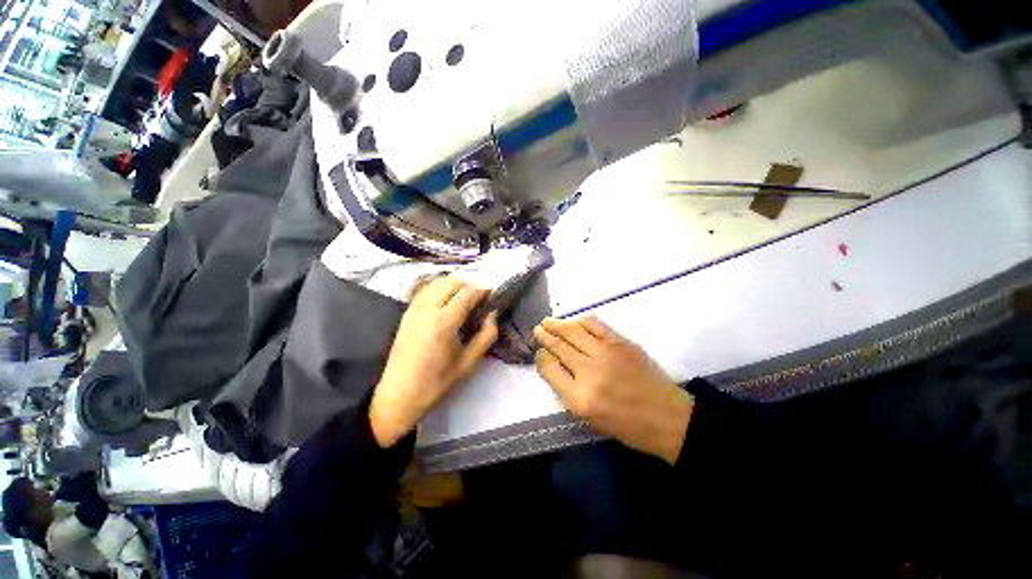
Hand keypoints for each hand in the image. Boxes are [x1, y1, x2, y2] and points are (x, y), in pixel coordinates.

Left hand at [370, 277, 498, 447]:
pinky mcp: (406, 312)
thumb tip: (493, 314)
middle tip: (480, 297)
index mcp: (444, 323)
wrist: (399, 395)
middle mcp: (427, 309)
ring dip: (454, 284)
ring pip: (437, 282)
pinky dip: (440, 287)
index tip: (493, 293)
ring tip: (466, 297)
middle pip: (451, 281)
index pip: (467, 293)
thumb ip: (486, 335)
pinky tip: (447, 299)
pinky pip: (426, 290)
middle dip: (469, 284)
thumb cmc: (437, 382)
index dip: (482, 289)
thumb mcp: (469, 362)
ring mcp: (414, 309)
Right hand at [534, 317, 692, 464]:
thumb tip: (555, 366)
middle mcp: (589, 372)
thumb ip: (568, 391)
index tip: (539, 353)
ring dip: (558, 325)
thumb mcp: (590, 419)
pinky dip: (583, 321)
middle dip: (545, 337)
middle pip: (559, 347)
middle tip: (538, 329)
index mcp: (579, 397)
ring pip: (574, 332)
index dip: (541, 358)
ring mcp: (606, 354)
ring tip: (548, 321)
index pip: (549, 369)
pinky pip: (596, 326)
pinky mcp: (622, 343)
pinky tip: (576, 321)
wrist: (668, 418)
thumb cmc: (627, 426)